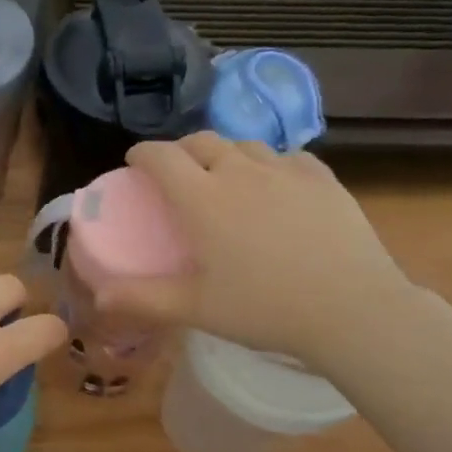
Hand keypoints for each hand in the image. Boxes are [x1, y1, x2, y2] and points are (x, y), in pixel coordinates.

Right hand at [99, 133, 418, 364]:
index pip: (162, 157)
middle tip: (176, 172)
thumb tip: (99, 298)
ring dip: (224, 154)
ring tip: (224, 177)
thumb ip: (144, 299)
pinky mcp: (323, 179)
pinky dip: (268, 164)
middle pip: (202, 141)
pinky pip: (286, 157)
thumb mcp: (196, 309)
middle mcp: (240, 172)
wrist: (352, 309)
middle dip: (181, 150)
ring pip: (244, 145)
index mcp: (203, 199)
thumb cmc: (265, 309)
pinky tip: (274, 184)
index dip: (142, 154)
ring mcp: (285, 172)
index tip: (135, 163)